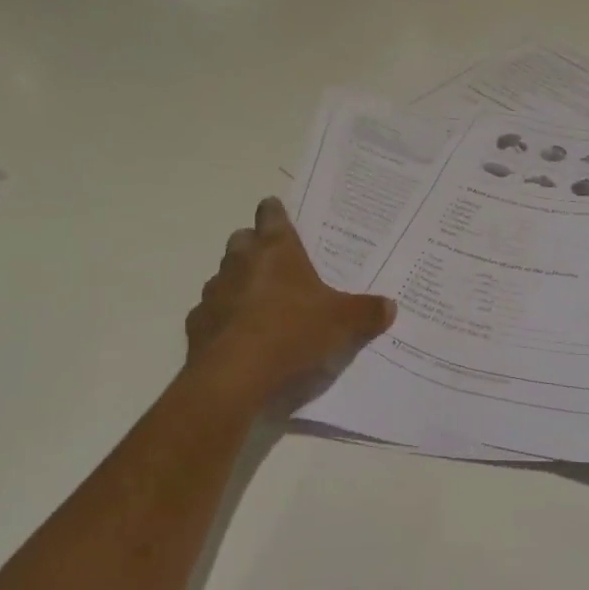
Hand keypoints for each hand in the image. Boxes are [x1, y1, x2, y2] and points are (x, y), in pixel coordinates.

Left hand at [182, 197, 396, 414]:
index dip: (275, 212)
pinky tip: (238, 337)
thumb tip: (390, 305)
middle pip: (242, 239)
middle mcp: (241, 262)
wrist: (233, 377)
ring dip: (238, 282)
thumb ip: (366, 312)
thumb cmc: (291, 333)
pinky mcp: (197, 323)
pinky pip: (211, 312)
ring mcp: (214, 291)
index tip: (278, 213)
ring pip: (224, 275)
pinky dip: (223, 318)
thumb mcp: (341, 324)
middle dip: (255, 245)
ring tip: (259, 304)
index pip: (271, 214)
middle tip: (276, 263)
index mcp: (276, 250)